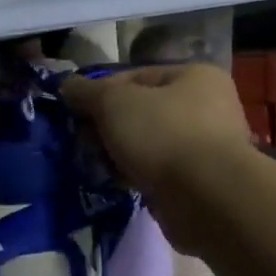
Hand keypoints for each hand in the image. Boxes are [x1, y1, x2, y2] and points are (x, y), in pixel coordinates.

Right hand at [60, 65, 254, 246]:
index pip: (137, 76)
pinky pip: (159, 173)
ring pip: (150, 145)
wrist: (205, 199)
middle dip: (109, 127)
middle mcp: (209, 107)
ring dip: (121, 154)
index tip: (76, 112)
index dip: (102, 91)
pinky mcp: (201, 184)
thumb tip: (66, 86)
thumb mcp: (114, 103)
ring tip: (96, 166)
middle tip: (84, 142)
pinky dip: (138, 177)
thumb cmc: (163, 134)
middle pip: (143, 111)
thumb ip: (87, 92)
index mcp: (196, 76)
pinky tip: (118, 184)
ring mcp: (207, 148)